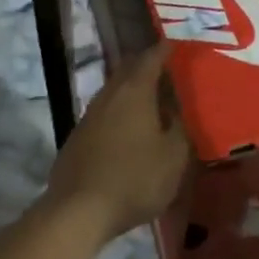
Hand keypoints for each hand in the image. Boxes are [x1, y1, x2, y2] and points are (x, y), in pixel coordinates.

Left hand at [45, 42, 188, 245]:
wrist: (77, 211)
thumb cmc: (134, 179)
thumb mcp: (173, 157)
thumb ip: (180, 129)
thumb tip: (178, 113)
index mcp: (135, 90)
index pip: (151, 57)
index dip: (166, 49)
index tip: (178, 46)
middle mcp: (110, 94)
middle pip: (129, 69)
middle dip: (147, 66)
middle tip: (168, 72)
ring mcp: (89, 115)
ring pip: (114, 92)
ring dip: (132, 92)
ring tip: (152, 103)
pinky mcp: (77, 137)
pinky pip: (104, 114)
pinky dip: (119, 114)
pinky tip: (128, 132)